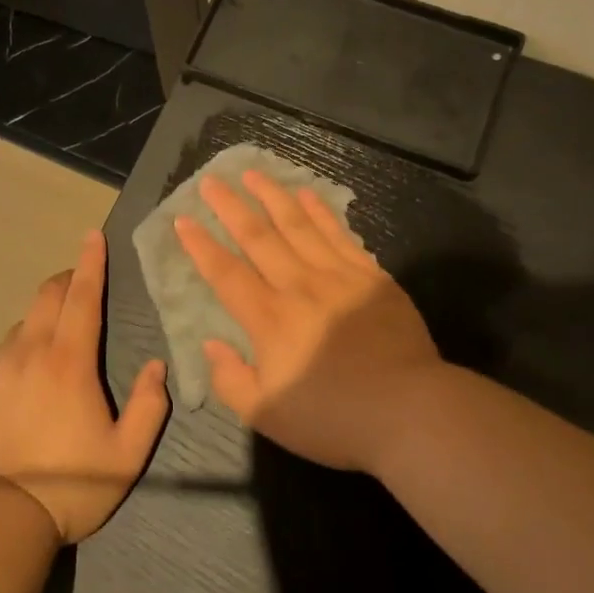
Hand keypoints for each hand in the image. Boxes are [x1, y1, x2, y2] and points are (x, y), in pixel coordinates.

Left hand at [0, 231, 169, 543]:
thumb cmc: (70, 485)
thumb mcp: (126, 455)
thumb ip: (148, 406)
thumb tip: (157, 366)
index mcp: (70, 361)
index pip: (83, 297)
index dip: (90, 263)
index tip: (93, 236)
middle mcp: (30, 351)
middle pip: (48, 296)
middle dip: (67, 281)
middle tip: (80, 284)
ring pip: (23, 324)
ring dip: (42, 321)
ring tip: (53, 349)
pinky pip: (0, 353)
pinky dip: (17, 352)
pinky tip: (21, 382)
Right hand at [175, 169, 442, 473]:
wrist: (411, 412)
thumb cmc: (334, 419)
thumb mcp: (267, 416)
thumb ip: (231, 380)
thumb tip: (211, 344)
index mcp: (269, 320)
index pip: (226, 273)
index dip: (201, 246)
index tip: (183, 220)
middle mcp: (299, 287)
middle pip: (258, 237)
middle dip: (231, 207)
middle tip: (211, 181)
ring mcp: (338, 277)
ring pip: (298, 225)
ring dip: (272, 196)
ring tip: (252, 173)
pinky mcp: (371, 277)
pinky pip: (339, 234)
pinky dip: (320, 212)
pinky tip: (307, 195)